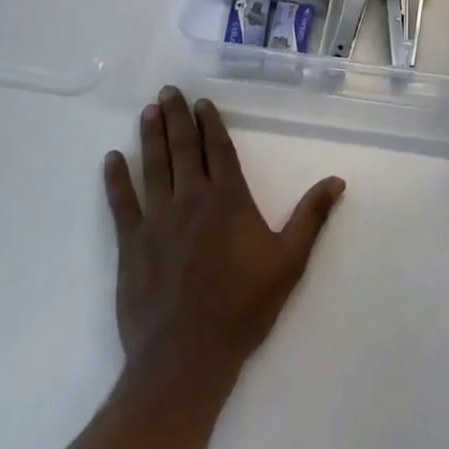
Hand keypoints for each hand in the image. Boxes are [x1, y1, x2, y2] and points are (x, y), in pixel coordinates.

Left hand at [103, 87, 344, 385]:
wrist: (186, 357)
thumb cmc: (243, 308)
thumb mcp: (289, 262)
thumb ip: (311, 217)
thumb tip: (337, 180)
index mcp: (228, 199)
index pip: (219, 149)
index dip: (210, 123)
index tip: (201, 101)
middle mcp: (191, 199)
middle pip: (183, 148)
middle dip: (176, 117)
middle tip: (167, 91)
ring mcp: (158, 220)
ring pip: (154, 167)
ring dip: (151, 136)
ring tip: (148, 111)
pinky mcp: (131, 244)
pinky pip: (122, 203)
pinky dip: (116, 179)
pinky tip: (111, 158)